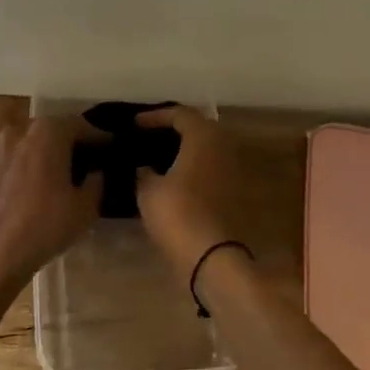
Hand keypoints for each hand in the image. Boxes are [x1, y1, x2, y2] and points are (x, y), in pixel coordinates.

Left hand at [0, 114, 101, 294]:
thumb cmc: (43, 228)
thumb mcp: (85, 209)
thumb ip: (96, 183)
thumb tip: (96, 171)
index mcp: (50, 133)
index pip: (80, 125)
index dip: (96, 136)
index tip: (106, 147)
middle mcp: (20, 129)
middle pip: (48, 124)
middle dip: (64, 137)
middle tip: (75, 157)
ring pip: (15, 125)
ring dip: (29, 135)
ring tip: (37, 154)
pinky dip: (3, 147)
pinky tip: (9, 163)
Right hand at [134, 106, 246, 277]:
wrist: (210, 255)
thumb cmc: (176, 213)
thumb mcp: (148, 190)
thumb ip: (144, 171)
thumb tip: (144, 167)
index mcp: (203, 137)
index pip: (180, 114)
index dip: (155, 116)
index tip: (135, 124)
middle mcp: (223, 147)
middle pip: (198, 127)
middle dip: (174, 129)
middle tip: (149, 136)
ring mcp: (232, 170)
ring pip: (206, 148)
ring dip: (185, 149)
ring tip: (158, 156)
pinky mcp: (233, 192)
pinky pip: (210, 167)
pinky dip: (193, 166)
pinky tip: (173, 178)